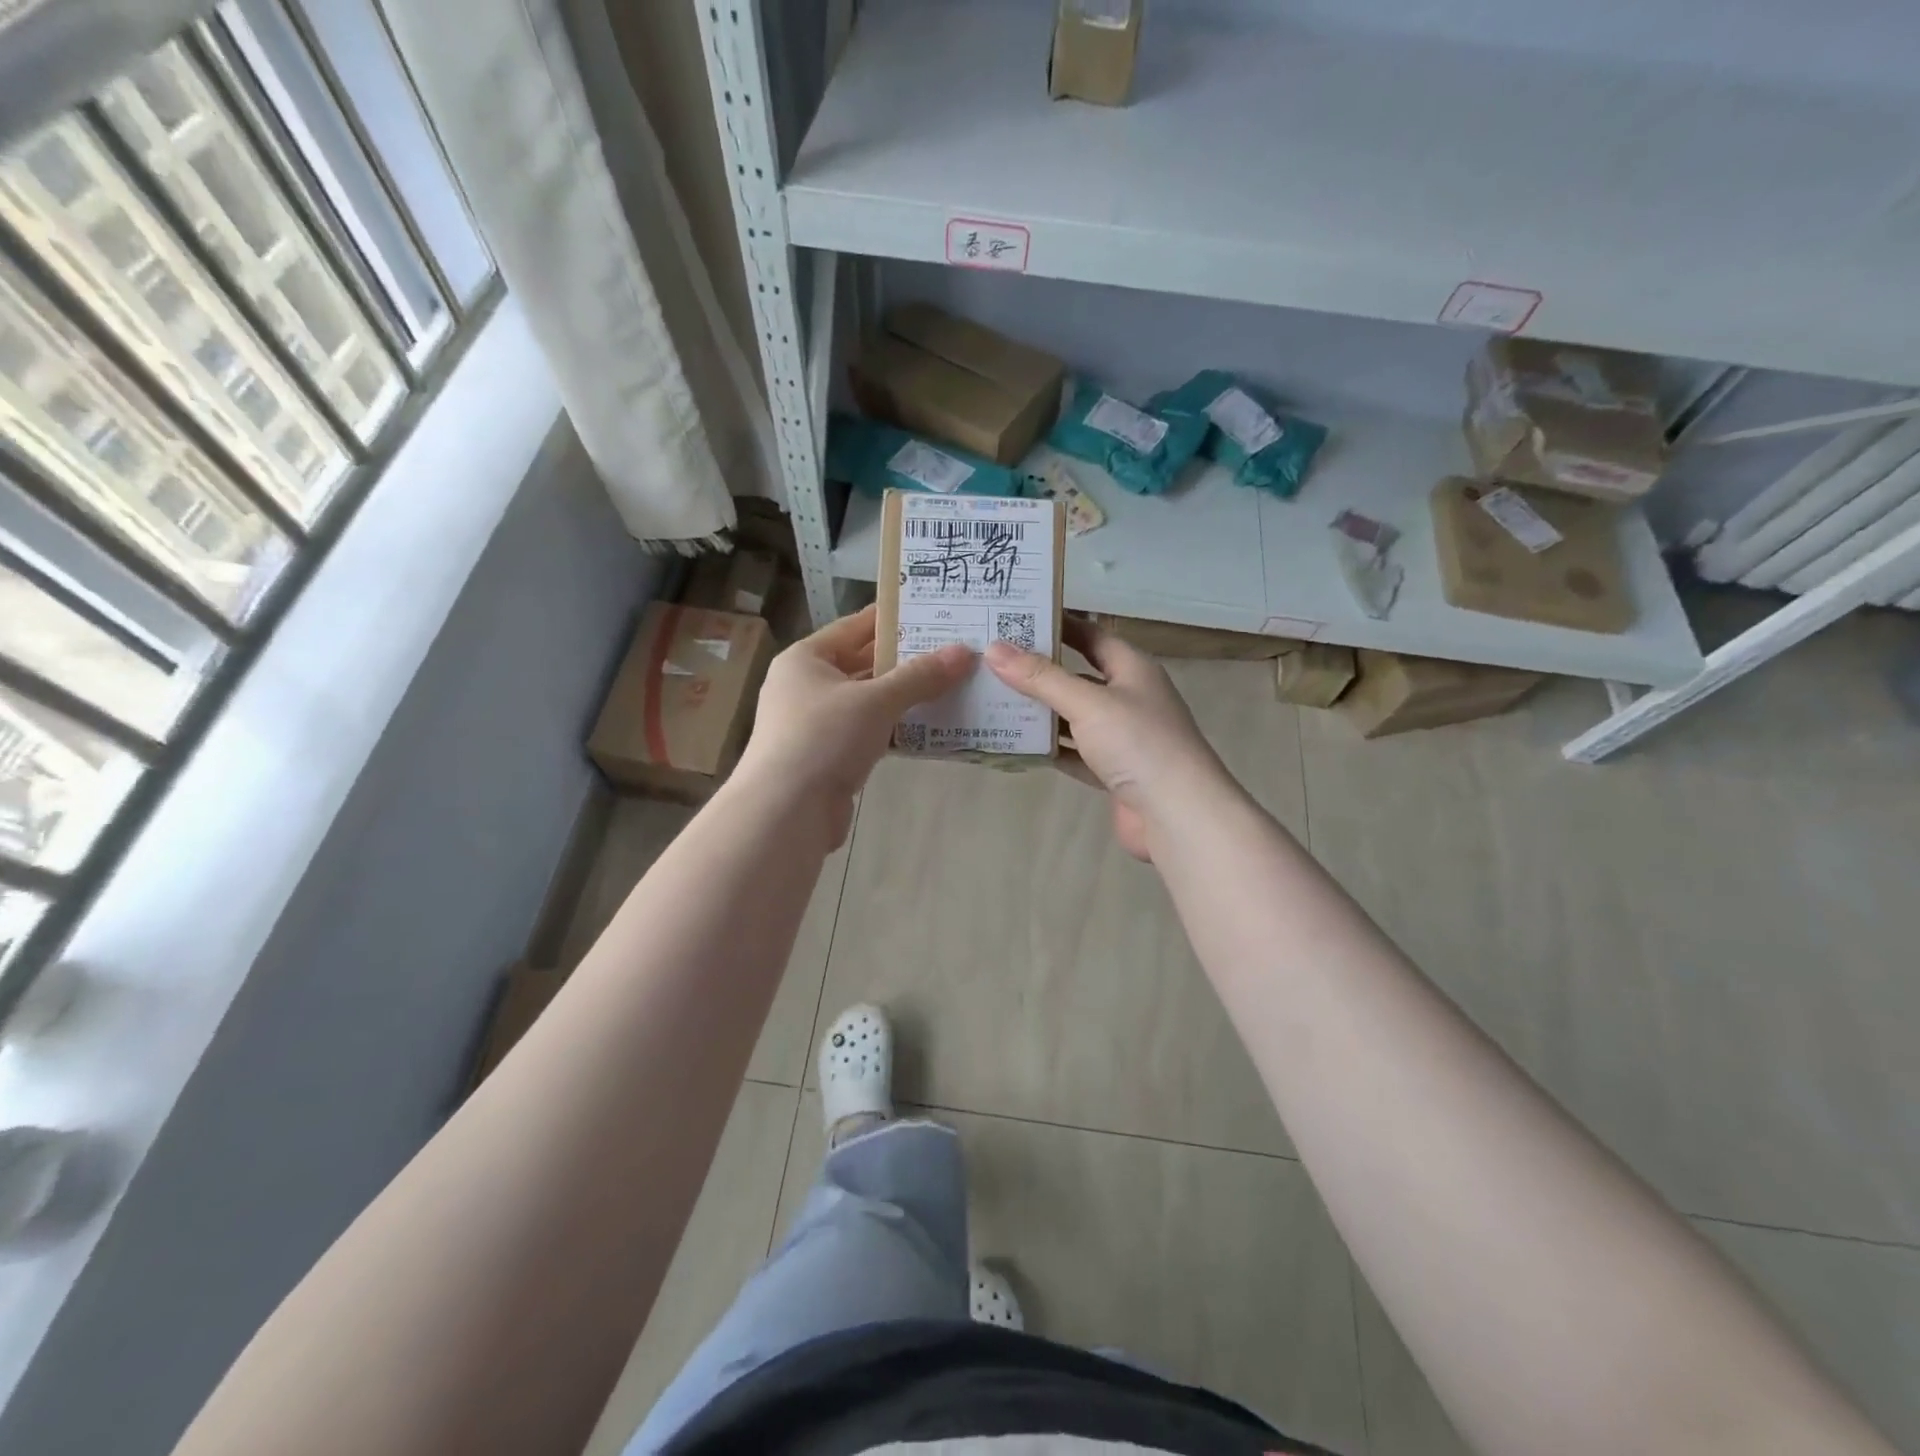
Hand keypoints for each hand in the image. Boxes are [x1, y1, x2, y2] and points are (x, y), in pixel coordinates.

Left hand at [737, 604, 971, 843]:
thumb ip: (920, 676)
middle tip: (952, 650)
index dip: (893, 619)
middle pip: (862, 664)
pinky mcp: (828, 757)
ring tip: (951, 685)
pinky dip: (894, 729)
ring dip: (904, 697)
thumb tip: (964, 652)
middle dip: (905, 661)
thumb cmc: (823, 738)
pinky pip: (868, 733)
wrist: (786, 812)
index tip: (932, 612)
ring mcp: (815, 724)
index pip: (854, 626)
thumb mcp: (875, 700)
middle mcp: (806, 686)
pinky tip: (930, 728)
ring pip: (868, 701)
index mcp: (805, 659)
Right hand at [985, 617, 1231, 860]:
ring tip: (993, 699)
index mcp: (1132, 668)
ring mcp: (1121, 736)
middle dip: (1039, 670)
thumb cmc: (1139, 744)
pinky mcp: (1112, 771)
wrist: (1178, 814)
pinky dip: (1049, 748)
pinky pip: (1074, 752)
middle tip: (992, 660)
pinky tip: (1016, 744)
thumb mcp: (1088, 703)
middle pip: (1077, 675)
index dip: (1057, 625)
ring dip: (1040, 711)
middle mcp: (1128, 697)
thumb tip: (994, 649)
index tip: (1015, 618)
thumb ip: (1041, 678)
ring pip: (1073, 716)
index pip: (1090, 635)